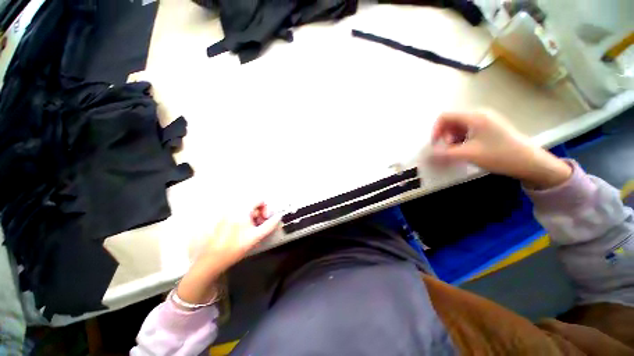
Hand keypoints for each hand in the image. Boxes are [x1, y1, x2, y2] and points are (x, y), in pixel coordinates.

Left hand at [177, 203, 280, 303]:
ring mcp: (228, 213)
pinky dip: (245, 219)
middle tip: (261, 224)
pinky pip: (239, 214)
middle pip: (253, 203)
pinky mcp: (224, 219)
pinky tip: (244, 231)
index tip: (266, 219)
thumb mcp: (256, 236)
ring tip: (253, 229)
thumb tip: (279, 216)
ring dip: (254, 217)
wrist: (213, 259)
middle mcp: (234, 208)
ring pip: (247, 209)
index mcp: (242, 210)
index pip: (260, 199)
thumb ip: (270, 225)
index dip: (266, 208)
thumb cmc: (235, 247)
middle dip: (260, 213)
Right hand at [431, 110, 571, 188]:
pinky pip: (468, 131)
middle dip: (445, 136)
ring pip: (458, 127)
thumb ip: (445, 153)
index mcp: (474, 117)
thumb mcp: (468, 154)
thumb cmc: (499, 155)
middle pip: (451, 121)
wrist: (530, 162)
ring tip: (457, 152)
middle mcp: (479, 115)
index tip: (435, 145)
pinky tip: (466, 150)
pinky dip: (461, 140)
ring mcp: (485, 121)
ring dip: (452, 139)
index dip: (435, 130)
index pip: (445, 117)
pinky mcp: (489, 128)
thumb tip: (427, 154)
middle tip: (448, 150)